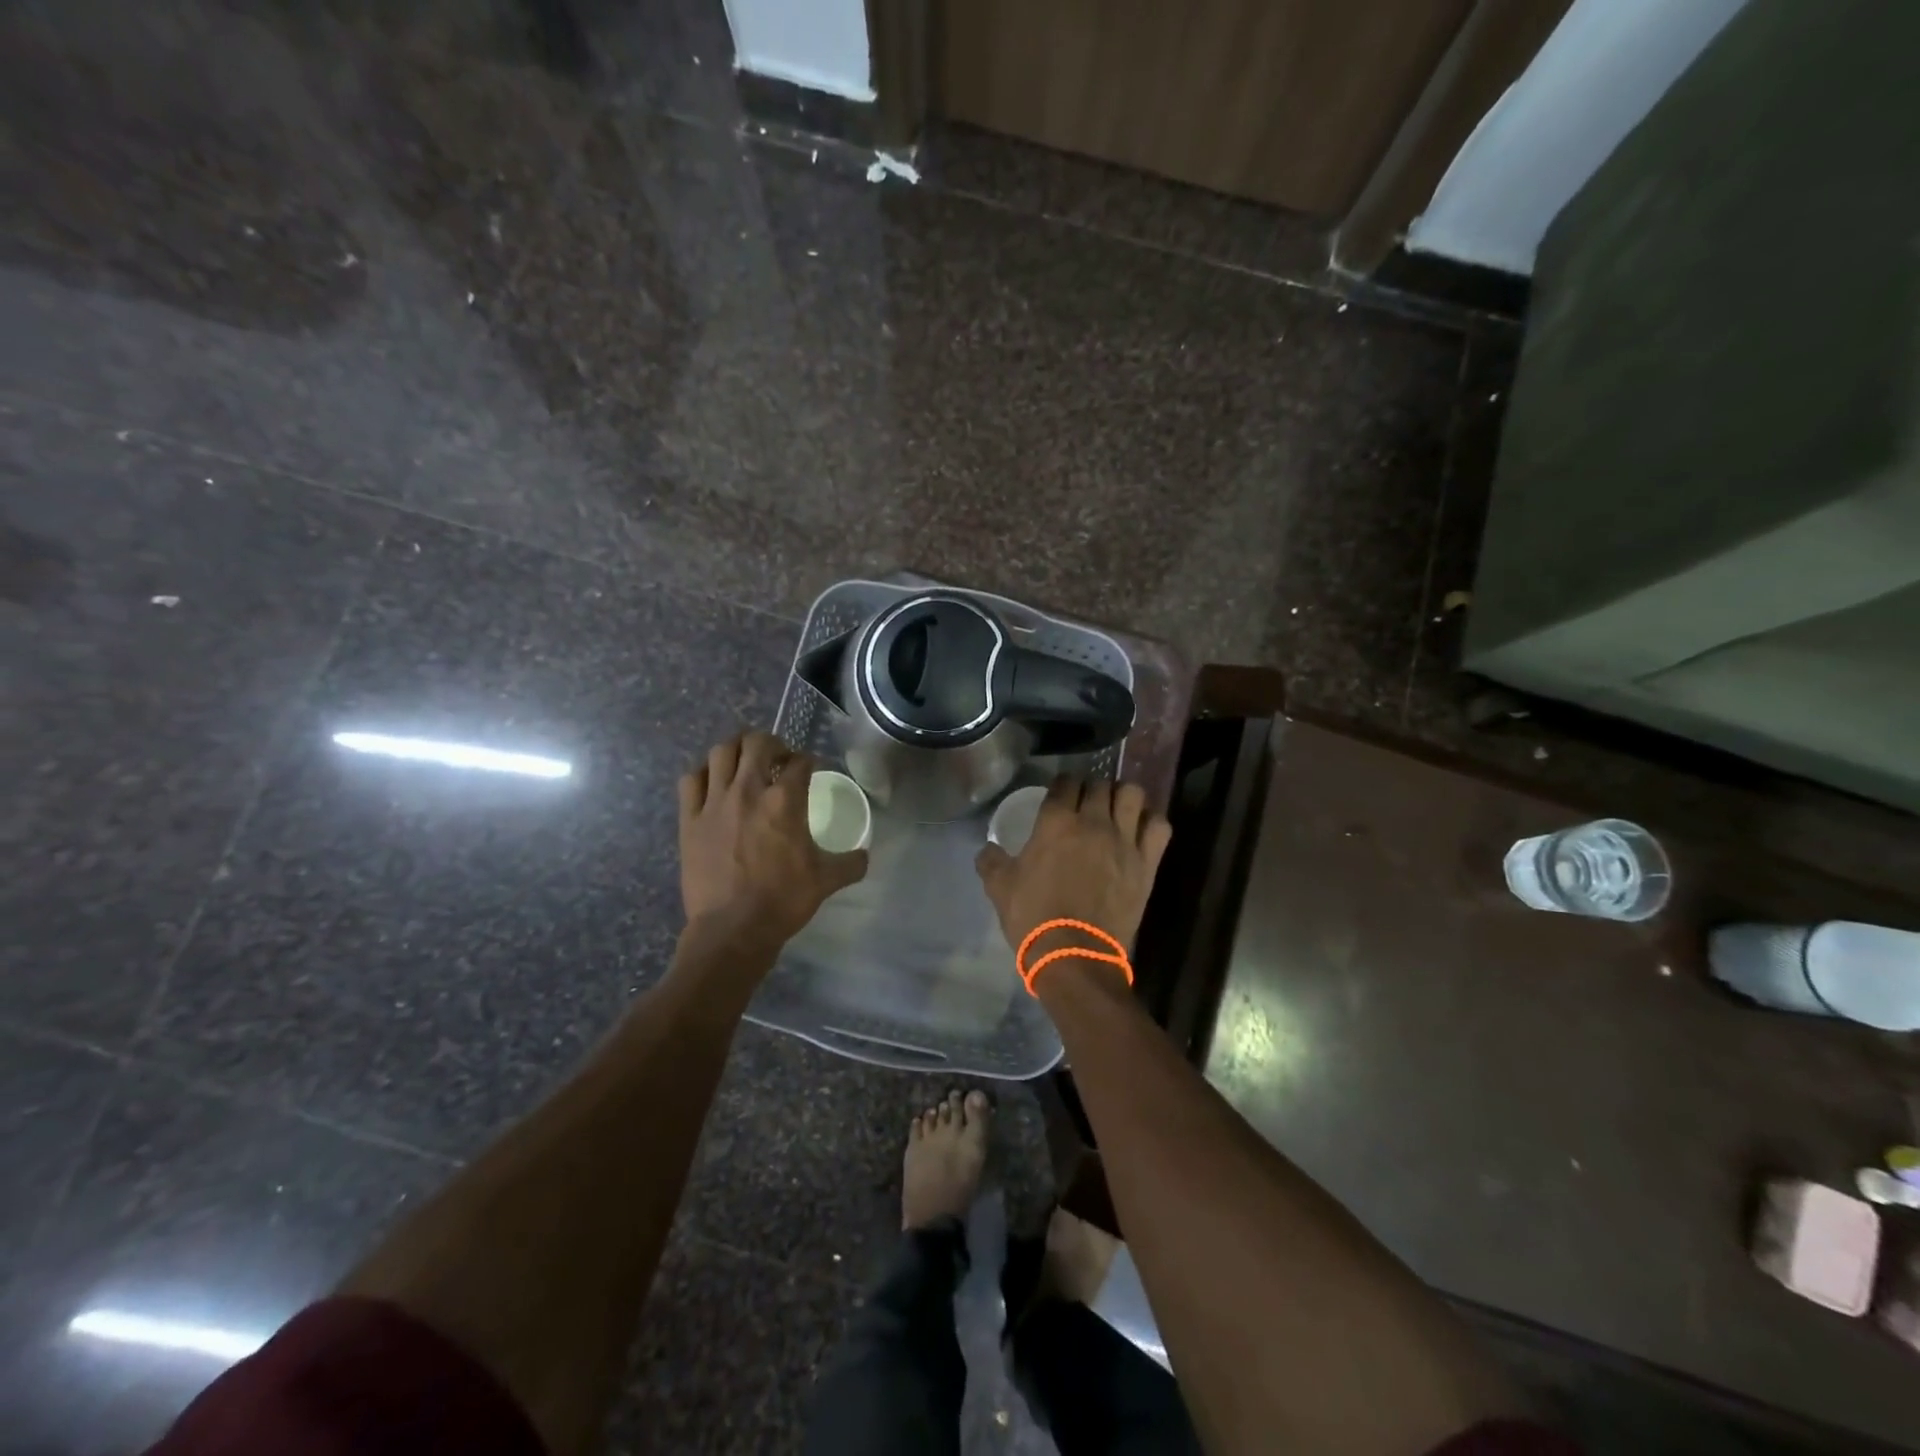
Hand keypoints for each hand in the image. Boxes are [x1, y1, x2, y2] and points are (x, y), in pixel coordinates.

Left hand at [679, 731, 867, 946]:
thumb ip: (850, 863)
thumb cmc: (783, 900)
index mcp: (785, 801)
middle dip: (771, 743)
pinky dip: (703, 774)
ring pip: (720, 752)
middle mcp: (748, 790)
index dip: (807, 760)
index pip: (799, 761)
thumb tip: (864, 856)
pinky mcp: (689, 819)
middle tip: (777, 758)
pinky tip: (712, 783)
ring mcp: (714, 802)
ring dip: (736, 750)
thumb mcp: (826, 881)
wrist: (732, 929)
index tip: (809, 768)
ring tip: (744, 762)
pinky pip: (690, 780)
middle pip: (757, 742)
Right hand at [975, 778, 1171, 978]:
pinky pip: (1159, 826)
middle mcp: (1093, 822)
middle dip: (1092, 788)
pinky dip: (1151, 822)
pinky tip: (1141, 831)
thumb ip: (991, 861)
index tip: (1060, 794)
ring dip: (1123, 797)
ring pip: (1133, 794)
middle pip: (1099, 784)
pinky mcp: (1147, 862)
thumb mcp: (999, 888)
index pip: (1064, 782)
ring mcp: (1124, 840)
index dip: (1062, 785)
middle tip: (1086, 804)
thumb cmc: (1034, 917)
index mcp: (1056, 822)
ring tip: (1116, 810)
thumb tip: (988, 849)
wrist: (1075, 955)